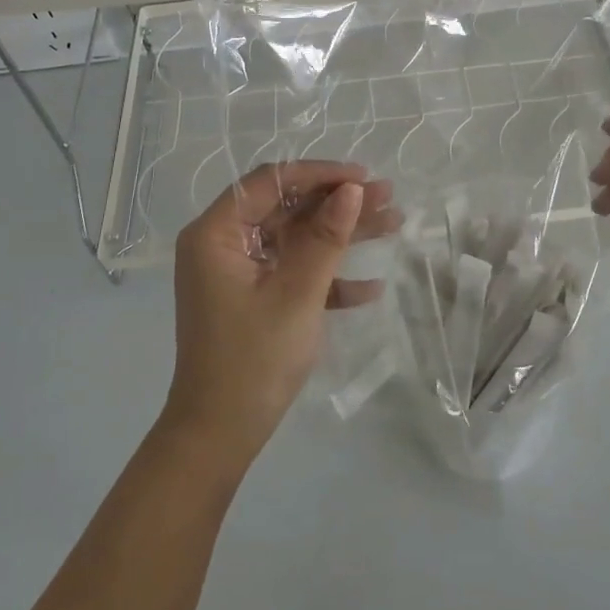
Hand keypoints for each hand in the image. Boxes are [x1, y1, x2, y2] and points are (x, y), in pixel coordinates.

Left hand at [165, 161, 399, 469]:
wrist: (220, 436)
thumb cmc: (253, 359)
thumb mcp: (297, 294)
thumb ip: (326, 238)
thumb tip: (353, 190)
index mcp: (216, 234)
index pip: (270, 182)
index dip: (319, 174)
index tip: (363, 177)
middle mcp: (223, 245)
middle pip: (286, 208)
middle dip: (338, 203)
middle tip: (388, 197)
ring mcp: (238, 273)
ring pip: (295, 238)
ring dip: (341, 235)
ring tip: (393, 223)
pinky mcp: (253, 299)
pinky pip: (293, 272)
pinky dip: (327, 276)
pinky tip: (369, 287)